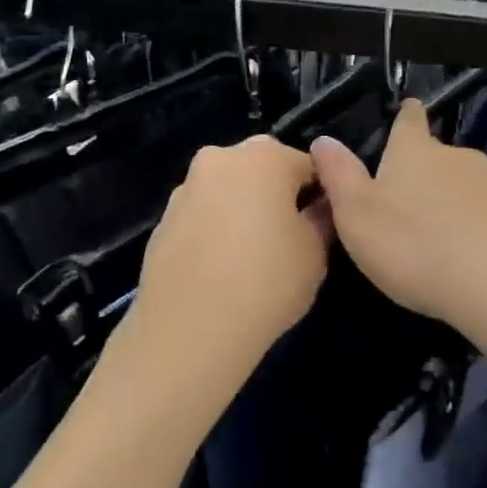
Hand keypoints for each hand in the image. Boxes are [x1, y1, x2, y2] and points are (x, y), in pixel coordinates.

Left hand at [119, 136, 331, 406]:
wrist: (189, 330)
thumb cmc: (266, 283)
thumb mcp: (315, 252)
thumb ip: (322, 217)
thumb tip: (318, 205)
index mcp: (264, 157)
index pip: (307, 164)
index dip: (320, 194)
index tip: (322, 225)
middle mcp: (220, 159)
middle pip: (262, 166)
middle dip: (277, 191)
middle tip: (288, 235)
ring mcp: (186, 188)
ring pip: (228, 188)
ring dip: (243, 207)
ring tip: (252, 255)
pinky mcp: (163, 219)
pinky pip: (203, 214)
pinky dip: (215, 228)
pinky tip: (221, 267)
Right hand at [310, 100, 486, 351]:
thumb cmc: (415, 244)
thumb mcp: (357, 215)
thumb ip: (339, 176)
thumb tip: (323, 140)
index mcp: (413, 151)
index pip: (409, 121)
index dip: (405, 116)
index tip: (408, 108)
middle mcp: (455, 157)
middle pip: (436, 155)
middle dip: (421, 170)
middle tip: (404, 198)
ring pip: (463, 186)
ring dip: (448, 202)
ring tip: (433, 234)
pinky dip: (473, 228)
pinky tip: (467, 256)